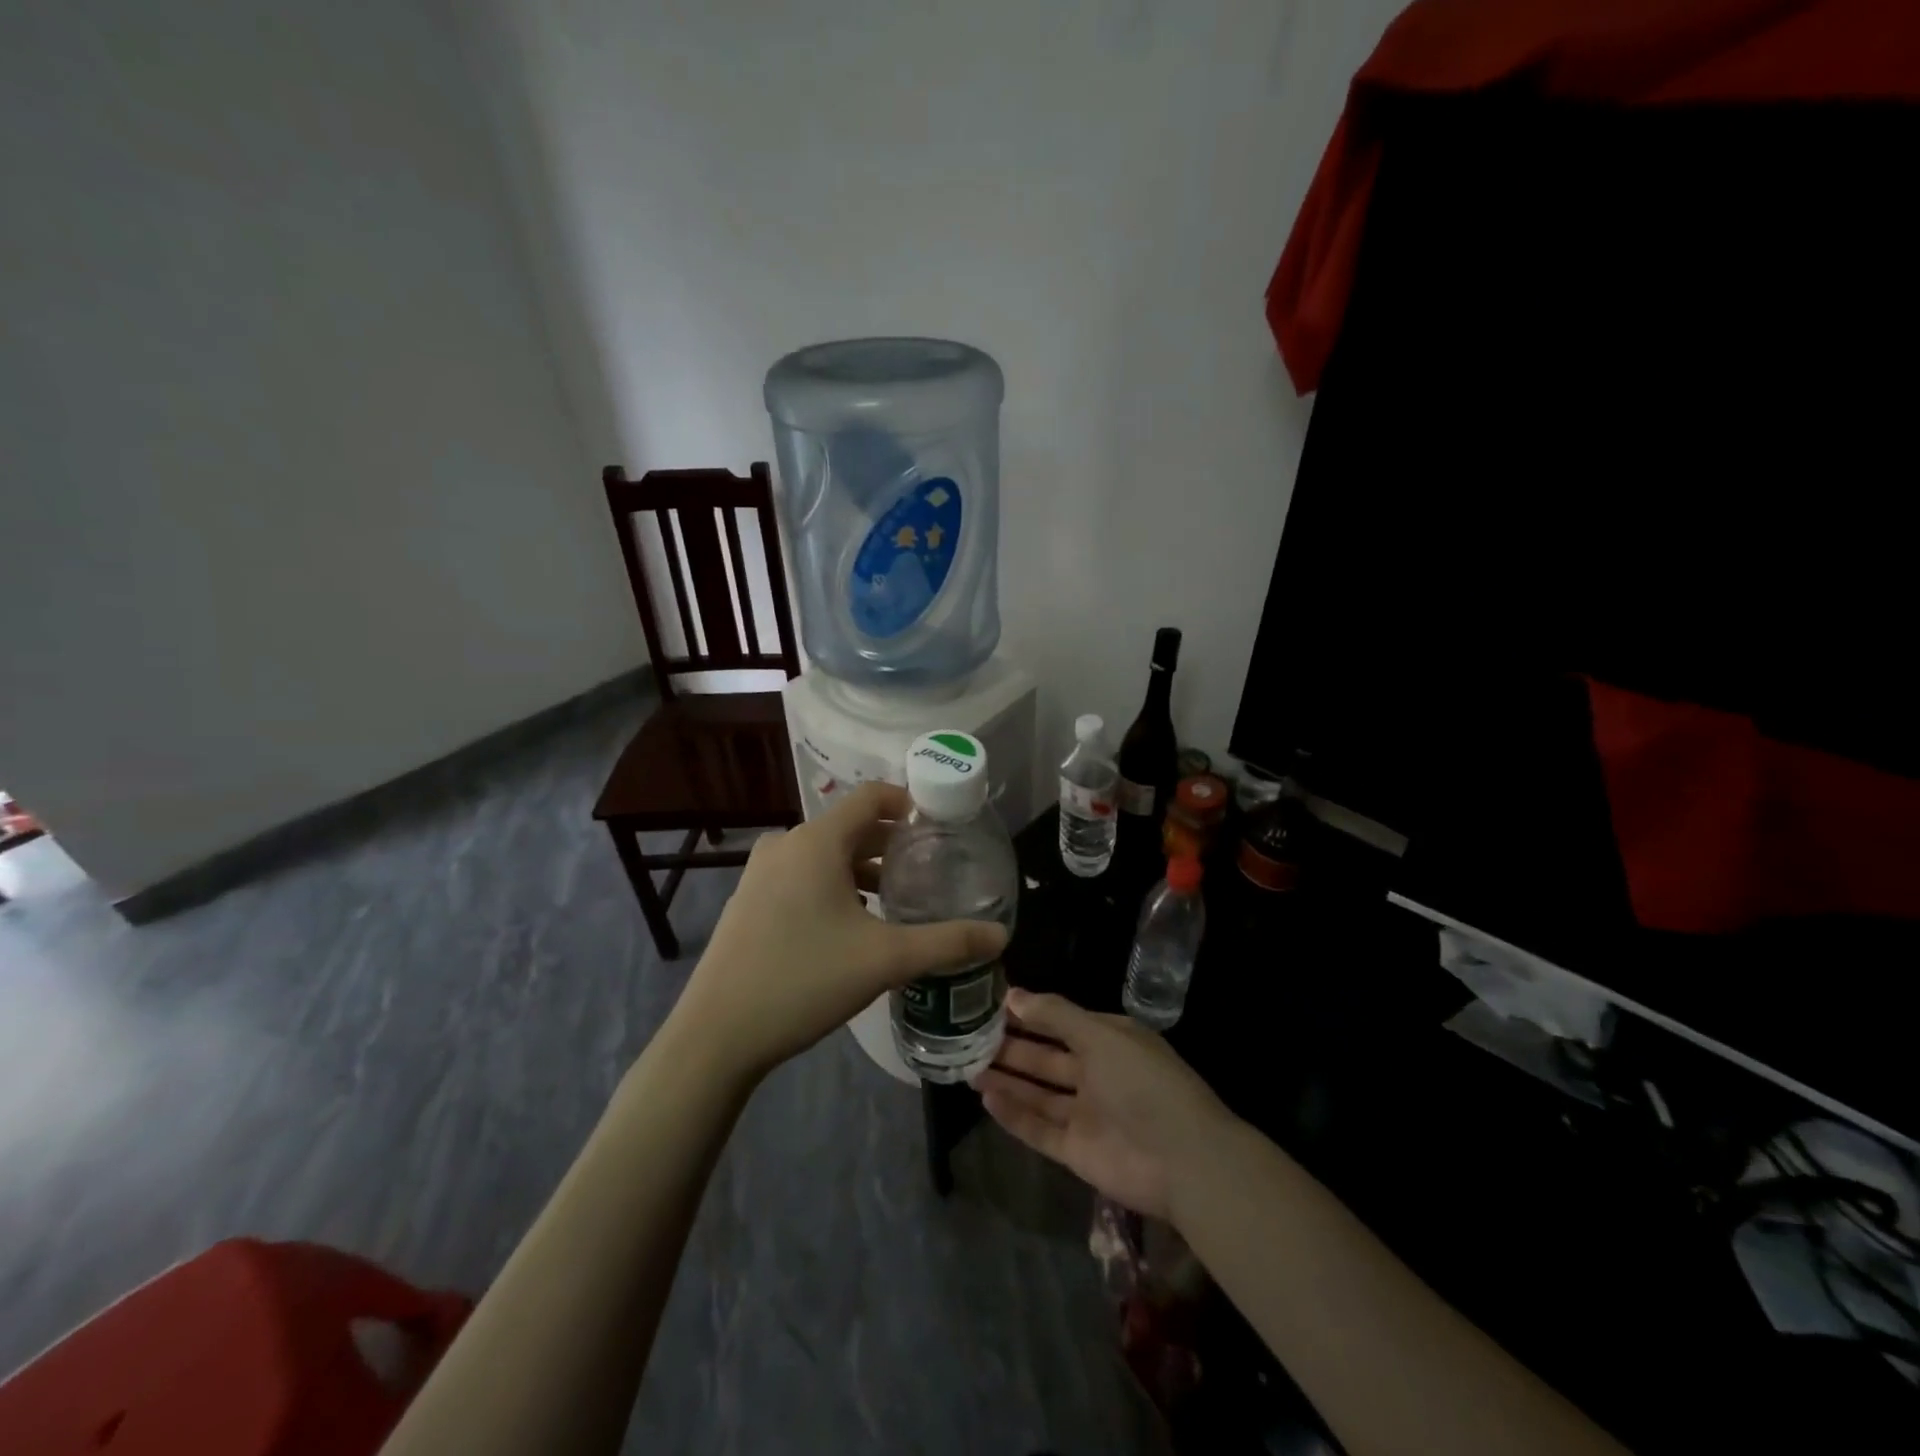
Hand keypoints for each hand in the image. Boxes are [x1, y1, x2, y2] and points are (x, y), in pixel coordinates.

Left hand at [669, 782, 1008, 1080]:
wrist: (717, 1035)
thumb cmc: (804, 981)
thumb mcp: (885, 960)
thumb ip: (947, 942)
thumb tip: (1001, 935)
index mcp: (815, 841)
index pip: (870, 796)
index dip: (908, 803)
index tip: (939, 827)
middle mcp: (785, 844)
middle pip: (849, 826)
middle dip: (890, 844)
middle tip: (926, 871)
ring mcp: (760, 872)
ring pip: (824, 854)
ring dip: (861, 868)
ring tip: (895, 899)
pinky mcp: (748, 900)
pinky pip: (801, 875)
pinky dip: (832, 884)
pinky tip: (851, 924)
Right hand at [978, 989, 1238, 1222]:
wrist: (1184, 1160)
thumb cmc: (1143, 1083)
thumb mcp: (1101, 1036)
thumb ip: (1056, 1016)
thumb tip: (1014, 994)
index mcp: (1108, 1041)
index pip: (1060, 1022)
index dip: (1027, 1014)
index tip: (988, 1005)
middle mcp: (1096, 1074)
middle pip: (1045, 1058)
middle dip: (1011, 1047)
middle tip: (968, 1037)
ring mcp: (1087, 1115)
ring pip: (1039, 1093)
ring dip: (1007, 1079)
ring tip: (968, 1066)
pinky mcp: (1077, 1151)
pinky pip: (1039, 1129)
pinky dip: (1014, 1115)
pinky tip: (986, 1098)